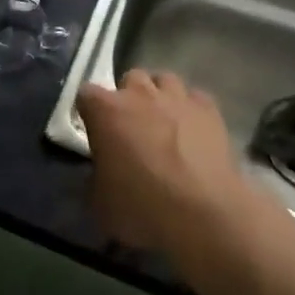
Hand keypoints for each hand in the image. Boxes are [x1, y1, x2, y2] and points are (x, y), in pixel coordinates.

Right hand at [77, 69, 262, 259]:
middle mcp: (140, 94)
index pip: (86, 94)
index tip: (95, 131)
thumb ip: (97, 175)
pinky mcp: (209, 109)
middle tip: (133, 127)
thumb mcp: (100, 201)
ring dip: (160, 97)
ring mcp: (177, 97)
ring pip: (164, 81)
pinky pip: (195, 98)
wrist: (203, 215)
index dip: (90, 111)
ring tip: (164, 124)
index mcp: (106, 111)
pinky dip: (191, 110)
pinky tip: (194, 132)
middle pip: (130, 79)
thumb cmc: (142, 208)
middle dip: (129, 98)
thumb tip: (103, 170)